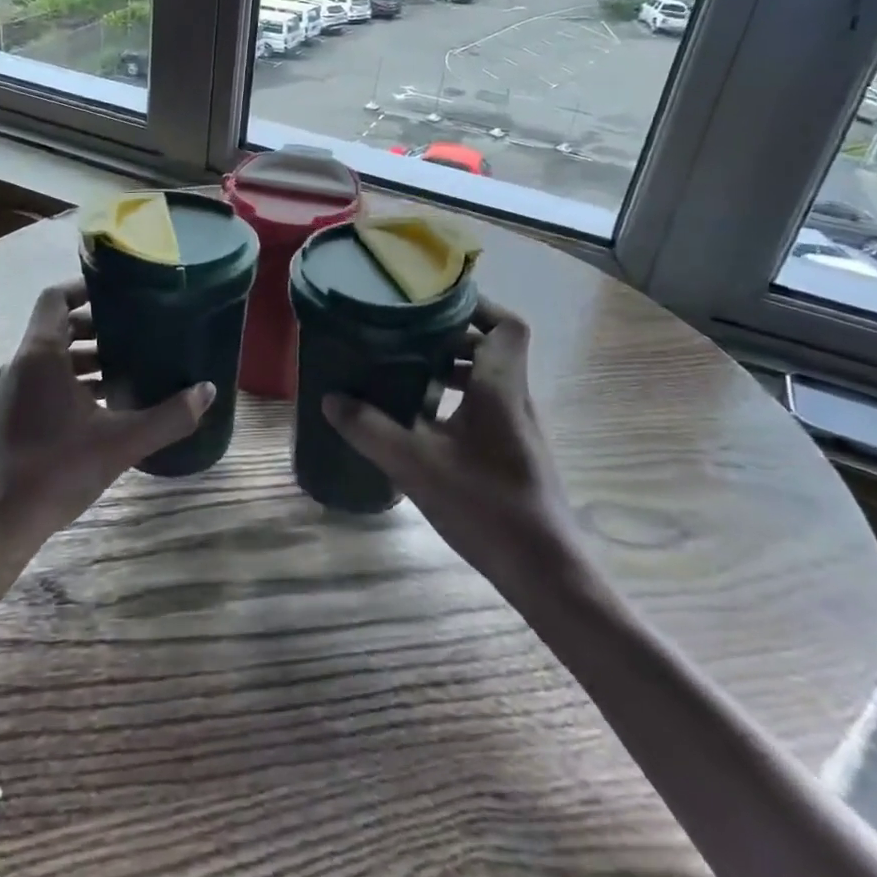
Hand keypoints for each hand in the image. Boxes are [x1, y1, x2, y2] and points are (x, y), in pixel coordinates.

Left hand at [0, 279, 213, 542]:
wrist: (2, 521)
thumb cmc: (57, 469)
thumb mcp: (122, 441)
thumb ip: (169, 416)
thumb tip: (208, 391)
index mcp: (41, 354)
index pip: (56, 297)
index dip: (85, 287)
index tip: (120, 293)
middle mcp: (23, 363)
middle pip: (60, 324)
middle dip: (98, 324)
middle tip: (138, 330)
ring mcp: (15, 389)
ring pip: (54, 354)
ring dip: (89, 354)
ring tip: (131, 365)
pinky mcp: (15, 412)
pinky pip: (48, 378)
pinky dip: (76, 378)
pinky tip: (109, 401)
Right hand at [321, 297, 586, 602]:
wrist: (545, 572)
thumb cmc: (487, 506)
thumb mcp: (416, 465)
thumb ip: (370, 429)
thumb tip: (331, 399)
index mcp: (500, 388)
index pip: (507, 325)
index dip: (476, 305)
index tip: (434, 303)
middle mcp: (514, 400)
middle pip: (491, 349)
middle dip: (449, 338)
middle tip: (405, 336)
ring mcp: (517, 430)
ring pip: (487, 381)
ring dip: (449, 371)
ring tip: (404, 374)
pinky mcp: (513, 455)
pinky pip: (484, 409)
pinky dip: (454, 404)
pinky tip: (420, 425)